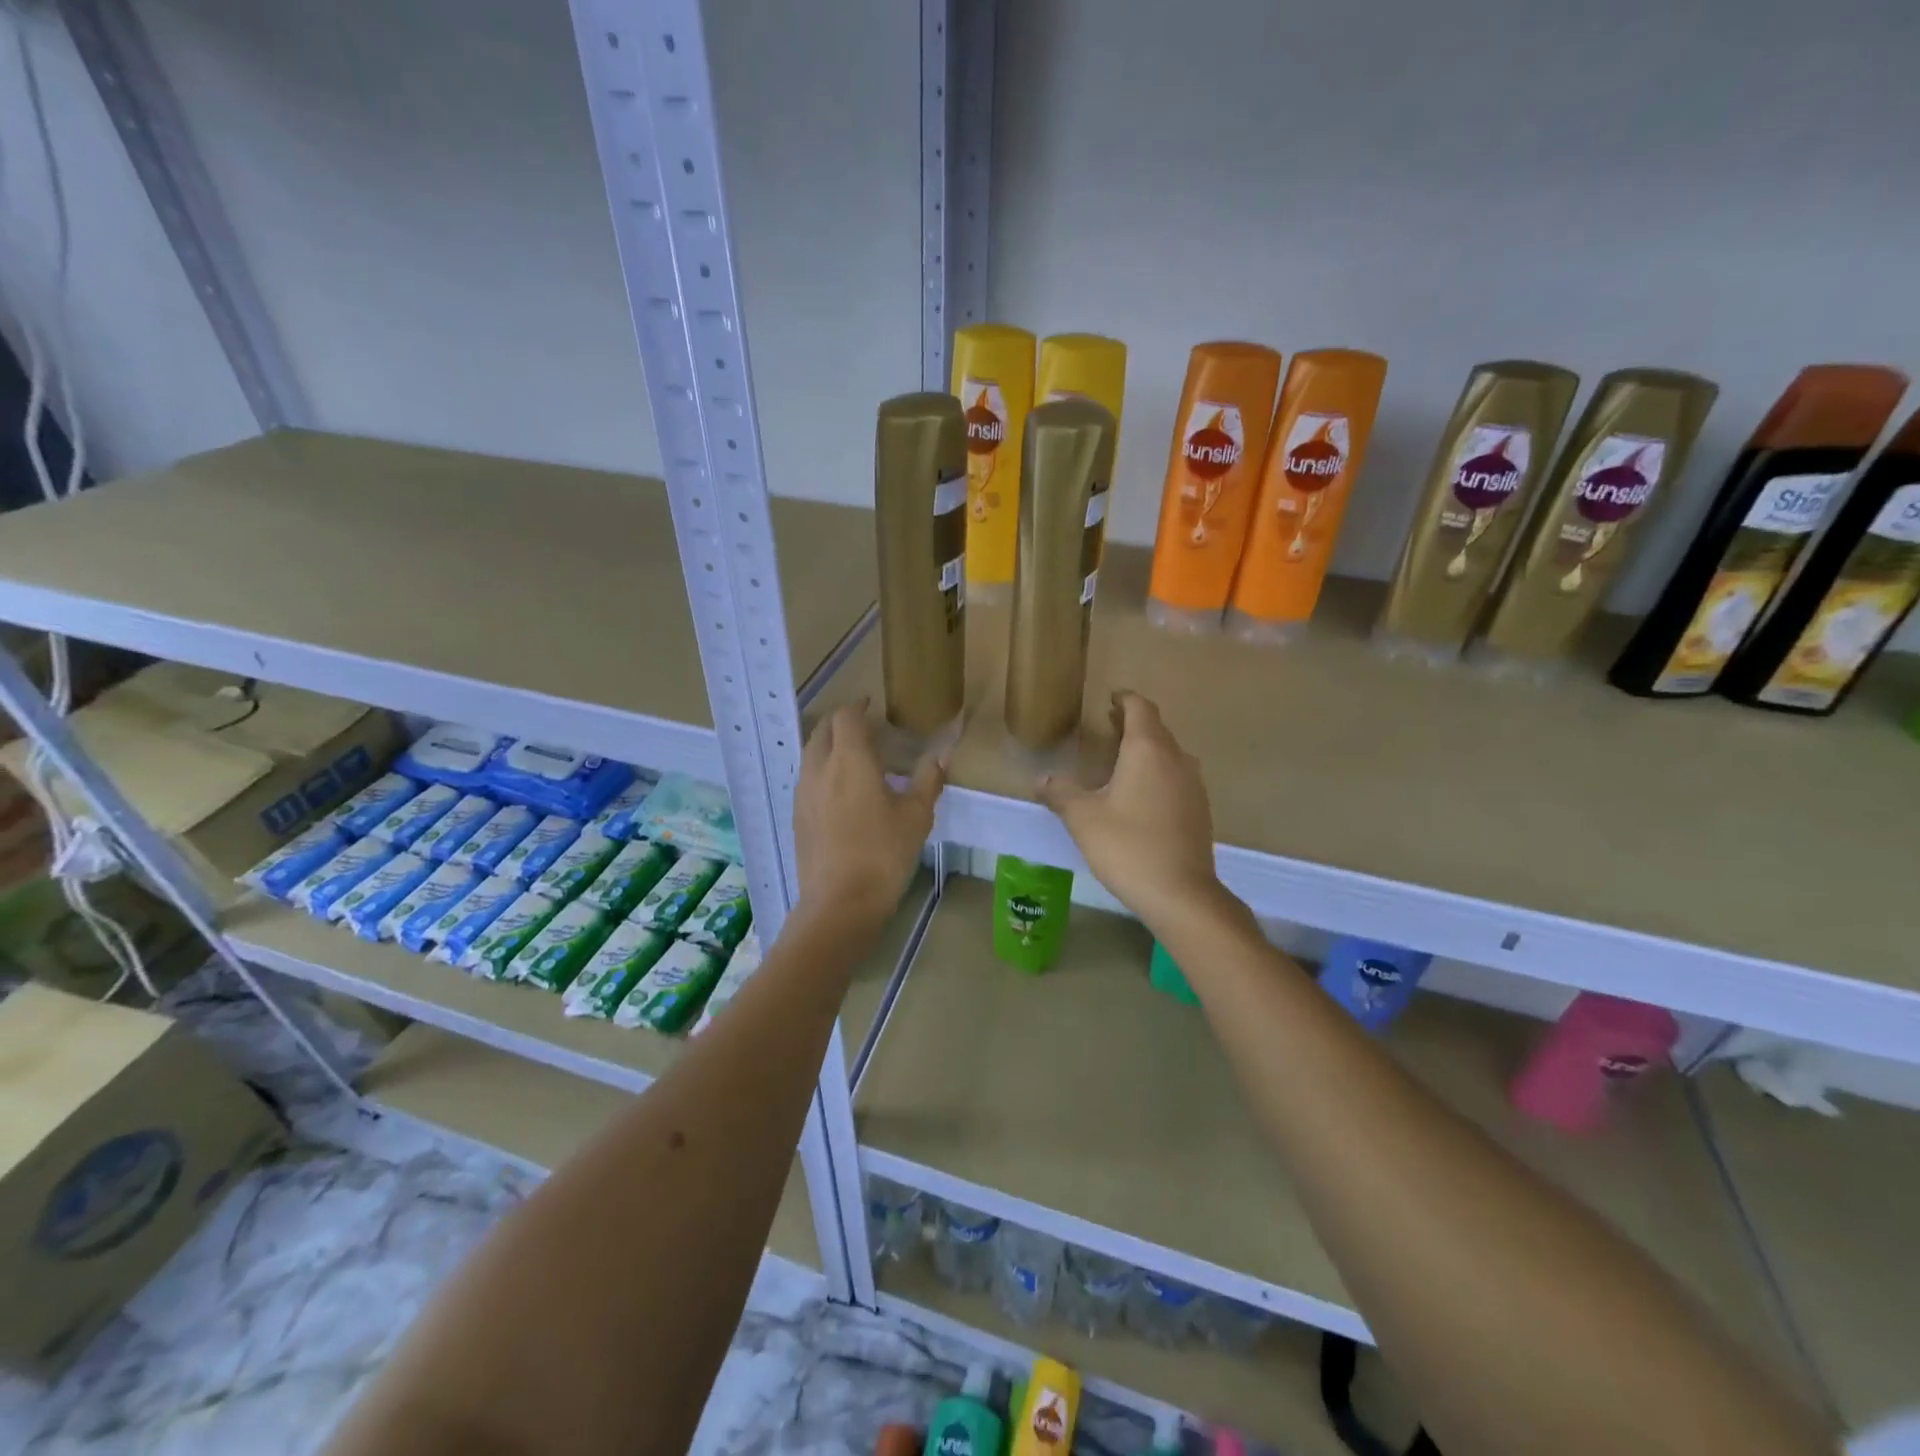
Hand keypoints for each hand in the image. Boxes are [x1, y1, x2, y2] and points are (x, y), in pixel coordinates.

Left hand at [793, 703, 942, 927]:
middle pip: (823, 730)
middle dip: (841, 721)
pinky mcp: (797, 816)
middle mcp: (819, 768)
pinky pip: (807, 778)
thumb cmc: (884, 853)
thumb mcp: (917, 815)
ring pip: (811, 753)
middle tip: (864, 726)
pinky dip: (822, 769)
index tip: (872, 705)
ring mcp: (803, 793)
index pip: (846, 716)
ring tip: (853, 755)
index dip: (858, 706)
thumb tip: (942, 754)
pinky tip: (839, 790)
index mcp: (850, 759)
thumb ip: (928, 779)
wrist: (840, 903)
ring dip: (828, 745)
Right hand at [1036, 691, 1229, 933]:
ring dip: (1147, 749)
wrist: (1180, 892)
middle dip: (1133, 723)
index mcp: (1148, 750)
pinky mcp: (1199, 809)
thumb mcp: (1083, 818)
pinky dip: (1158, 774)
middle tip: (1107, 726)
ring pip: (1169, 754)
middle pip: (1156, 729)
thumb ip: (1061, 793)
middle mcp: (1176, 758)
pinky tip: (1141, 796)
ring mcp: (1193, 784)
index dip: (1125, 699)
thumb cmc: (1127, 845)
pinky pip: (1177, 777)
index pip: (1140, 708)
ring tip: (1121, 760)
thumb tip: (1042, 780)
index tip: (1110, 698)